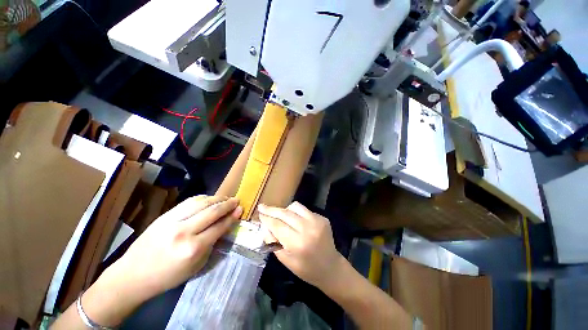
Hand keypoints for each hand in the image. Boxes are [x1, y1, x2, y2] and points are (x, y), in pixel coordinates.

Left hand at [104, 195, 241, 301]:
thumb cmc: (168, 276)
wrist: (134, 274)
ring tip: (225, 198)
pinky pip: (188, 202)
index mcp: (193, 248)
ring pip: (201, 202)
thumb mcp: (196, 265)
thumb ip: (212, 243)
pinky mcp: (164, 215)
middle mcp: (184, 231)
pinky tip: (209, 199)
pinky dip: (202, 198)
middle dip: (227, 204)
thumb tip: (225, 225)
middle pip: (212, 211)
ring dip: (216, 198)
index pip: (219, 226)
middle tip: (236, 200)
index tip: (240, 210)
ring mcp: (172, 221)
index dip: (232, 217)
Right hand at [258, 202, 343, 288]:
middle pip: (285, 213)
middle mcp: (308, 228)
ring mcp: (317, 221)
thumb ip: (273, 242)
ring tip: (280, 216)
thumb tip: (265, 227)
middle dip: (272, 210)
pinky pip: (304, 210)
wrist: (331, 267)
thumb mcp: (286, 260)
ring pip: (295, 206)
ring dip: (285, 209)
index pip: (278, 225)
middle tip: (262, 207)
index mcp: (298, 243)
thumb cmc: (306, 269)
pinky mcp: (322, 218)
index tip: (259, 212)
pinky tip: (296, 221)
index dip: (267, 218)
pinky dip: (296, 213)